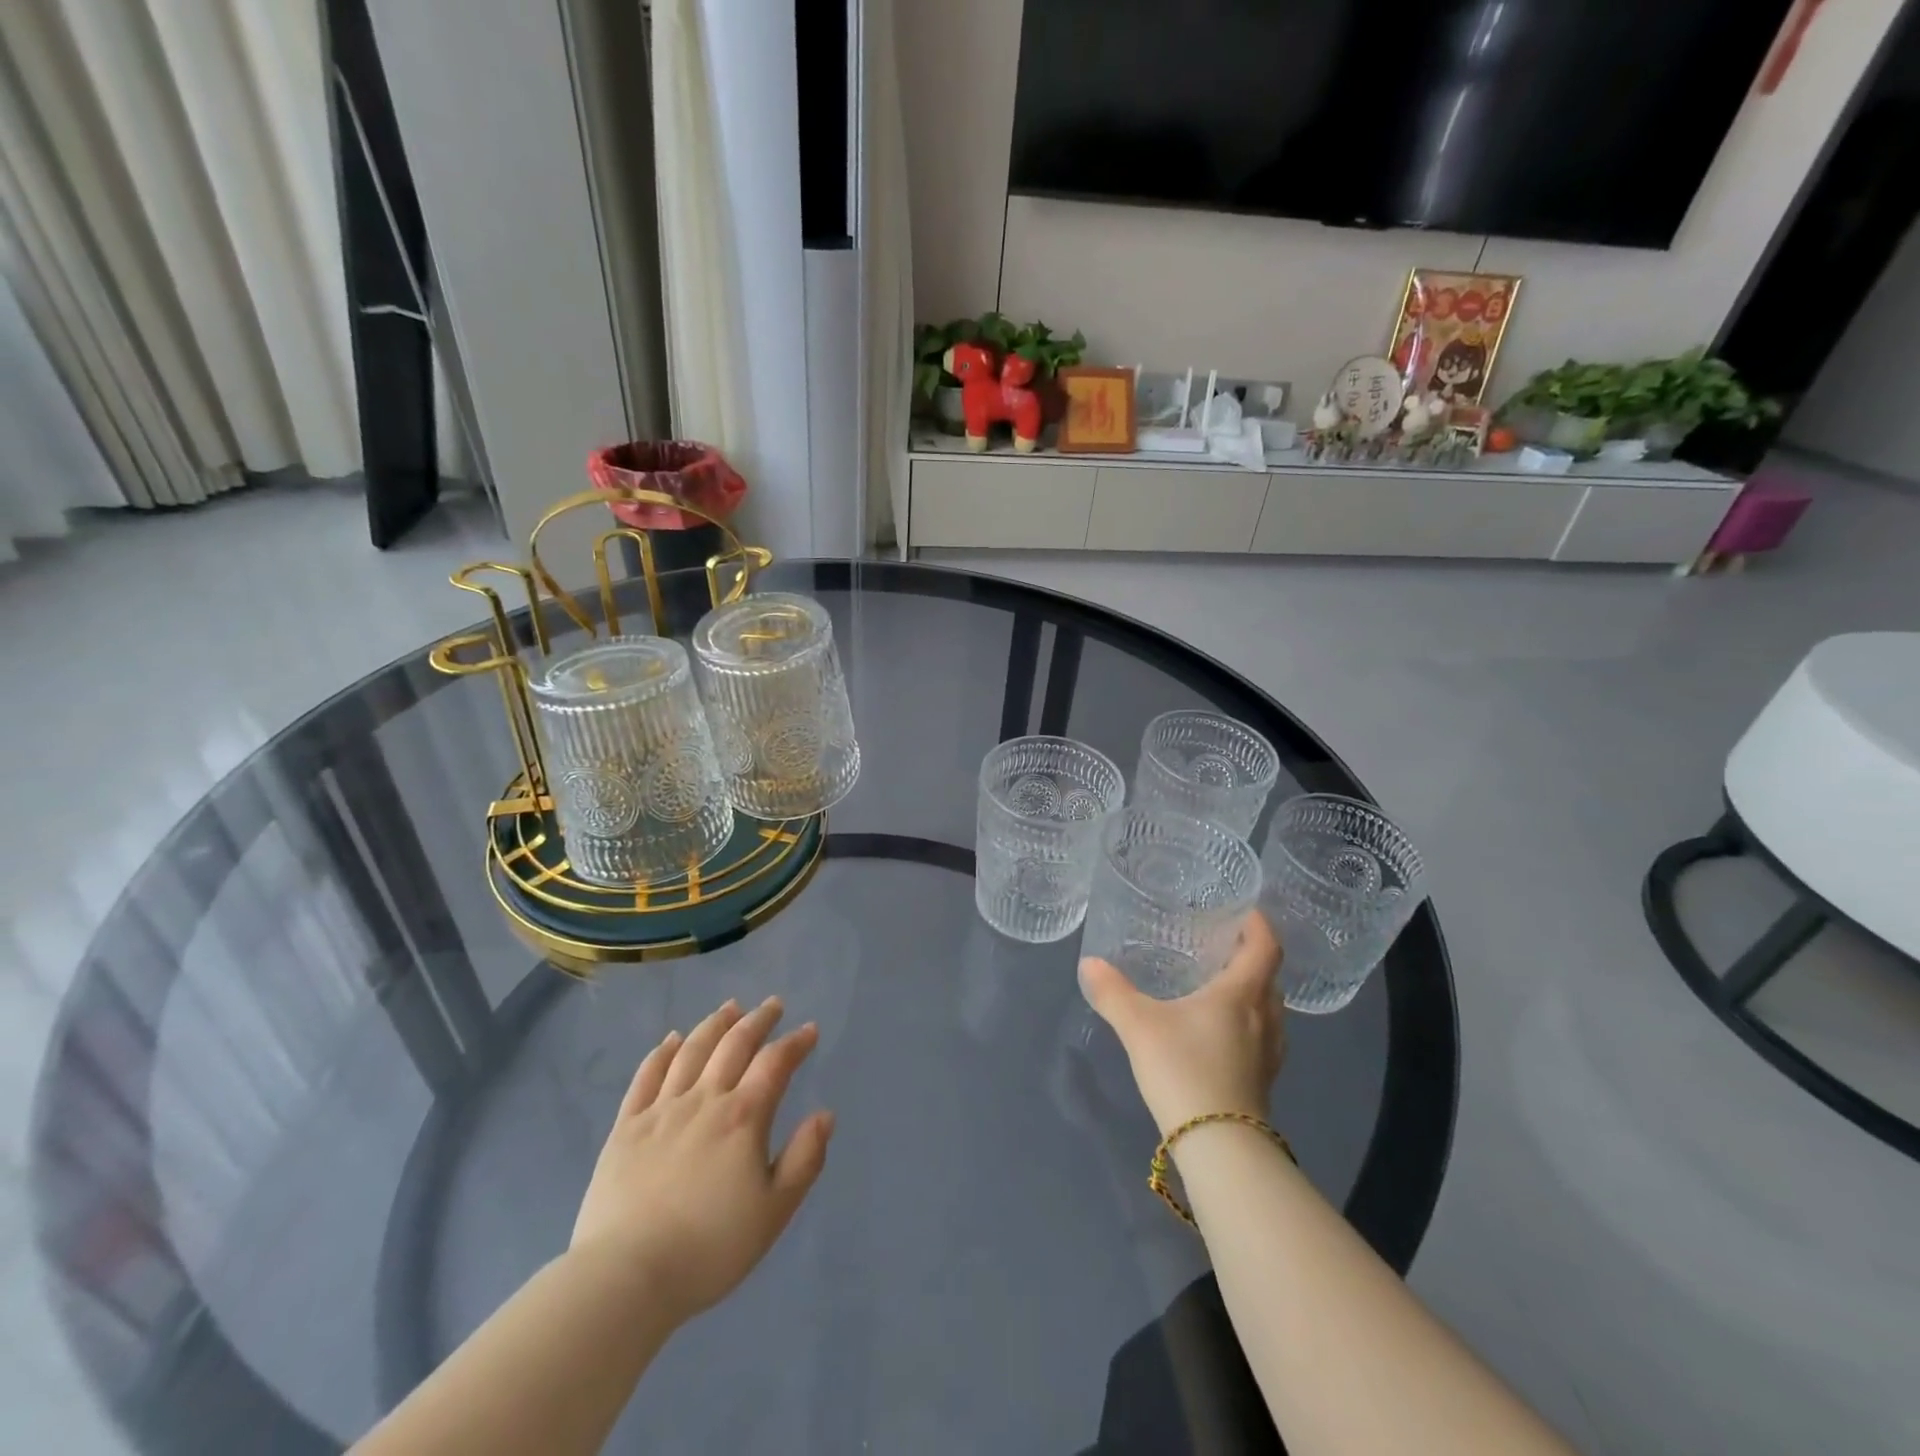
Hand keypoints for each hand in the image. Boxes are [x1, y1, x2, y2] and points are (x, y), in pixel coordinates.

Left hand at [570, 997, 834, 1324]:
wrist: (626, 1277)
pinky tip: (671, 1039)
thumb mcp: (773, 1212)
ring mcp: (661, 1110)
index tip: (809, 1030)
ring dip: (714, 1024)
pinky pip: (646, 1076)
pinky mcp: (626, 1127)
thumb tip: (825, 1115)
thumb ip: (804, 1159)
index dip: (795, 1043)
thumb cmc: (709, 1248)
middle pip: (734, 1045)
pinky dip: (662, 1052)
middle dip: (758, 1020)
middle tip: (772, 1005)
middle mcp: (704, 1100)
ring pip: (691, 1051)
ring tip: (730, 1008)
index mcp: (743, 1117)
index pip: (775, 1063)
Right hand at [1078, 911, 1285, 1135]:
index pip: (1265, 947)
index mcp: (1241, 994)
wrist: (1220, 1147)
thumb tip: (1090, 963)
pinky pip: (1263, 1036)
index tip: (1244, 909)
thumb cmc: (1185, 1070)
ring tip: (1219, 984)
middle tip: (1221, 944)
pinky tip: (1219, 1032)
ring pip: (1269, 1009)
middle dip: (1251, 956)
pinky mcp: (1263, 1080)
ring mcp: (1269, 1053)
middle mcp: (1265, 1018)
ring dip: (1252, 990)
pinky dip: (1247, 1021)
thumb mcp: (1139, 1026)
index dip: (1259, 924)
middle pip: (1269, 977)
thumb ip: (1113, 992)